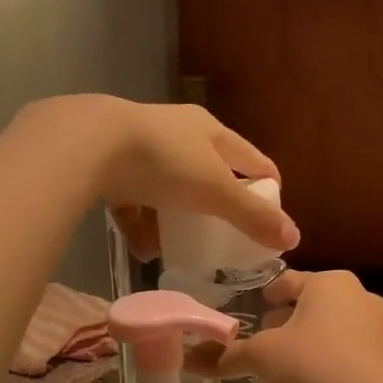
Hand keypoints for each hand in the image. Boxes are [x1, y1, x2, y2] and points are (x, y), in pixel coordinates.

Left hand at [15, 96, 297, 257]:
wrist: (89, 145)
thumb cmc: (164, 162)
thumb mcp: (214, 191)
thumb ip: (252, 216)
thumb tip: (293, 240)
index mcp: (209, 131)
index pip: (250, 159)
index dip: (265, 186)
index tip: (271, 218)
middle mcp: (177, 134)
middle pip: (207, 174)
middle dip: (215, 208)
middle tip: (224, 239)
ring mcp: (140, 150)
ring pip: (167, 190)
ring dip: (174, 221)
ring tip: (180, 251)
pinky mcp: (110, 168)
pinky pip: (133, 201)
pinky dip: (140, 225)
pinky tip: (144, 250)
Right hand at [196, 270, 382, 382]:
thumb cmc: (315, 365)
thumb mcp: (262, 358)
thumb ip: (227, 356)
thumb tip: (188, 359)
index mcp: (328, 283)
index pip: (288, 280)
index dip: (268, 294)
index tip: (257, 306)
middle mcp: (359, 295)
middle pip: (314, 301)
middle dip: (291, 317)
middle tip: (269, 337)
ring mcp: (381, 325)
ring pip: (336, 324)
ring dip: (314, 337)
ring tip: (293, 361)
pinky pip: (354, 349)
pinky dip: (336, 356)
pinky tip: (322, 380)